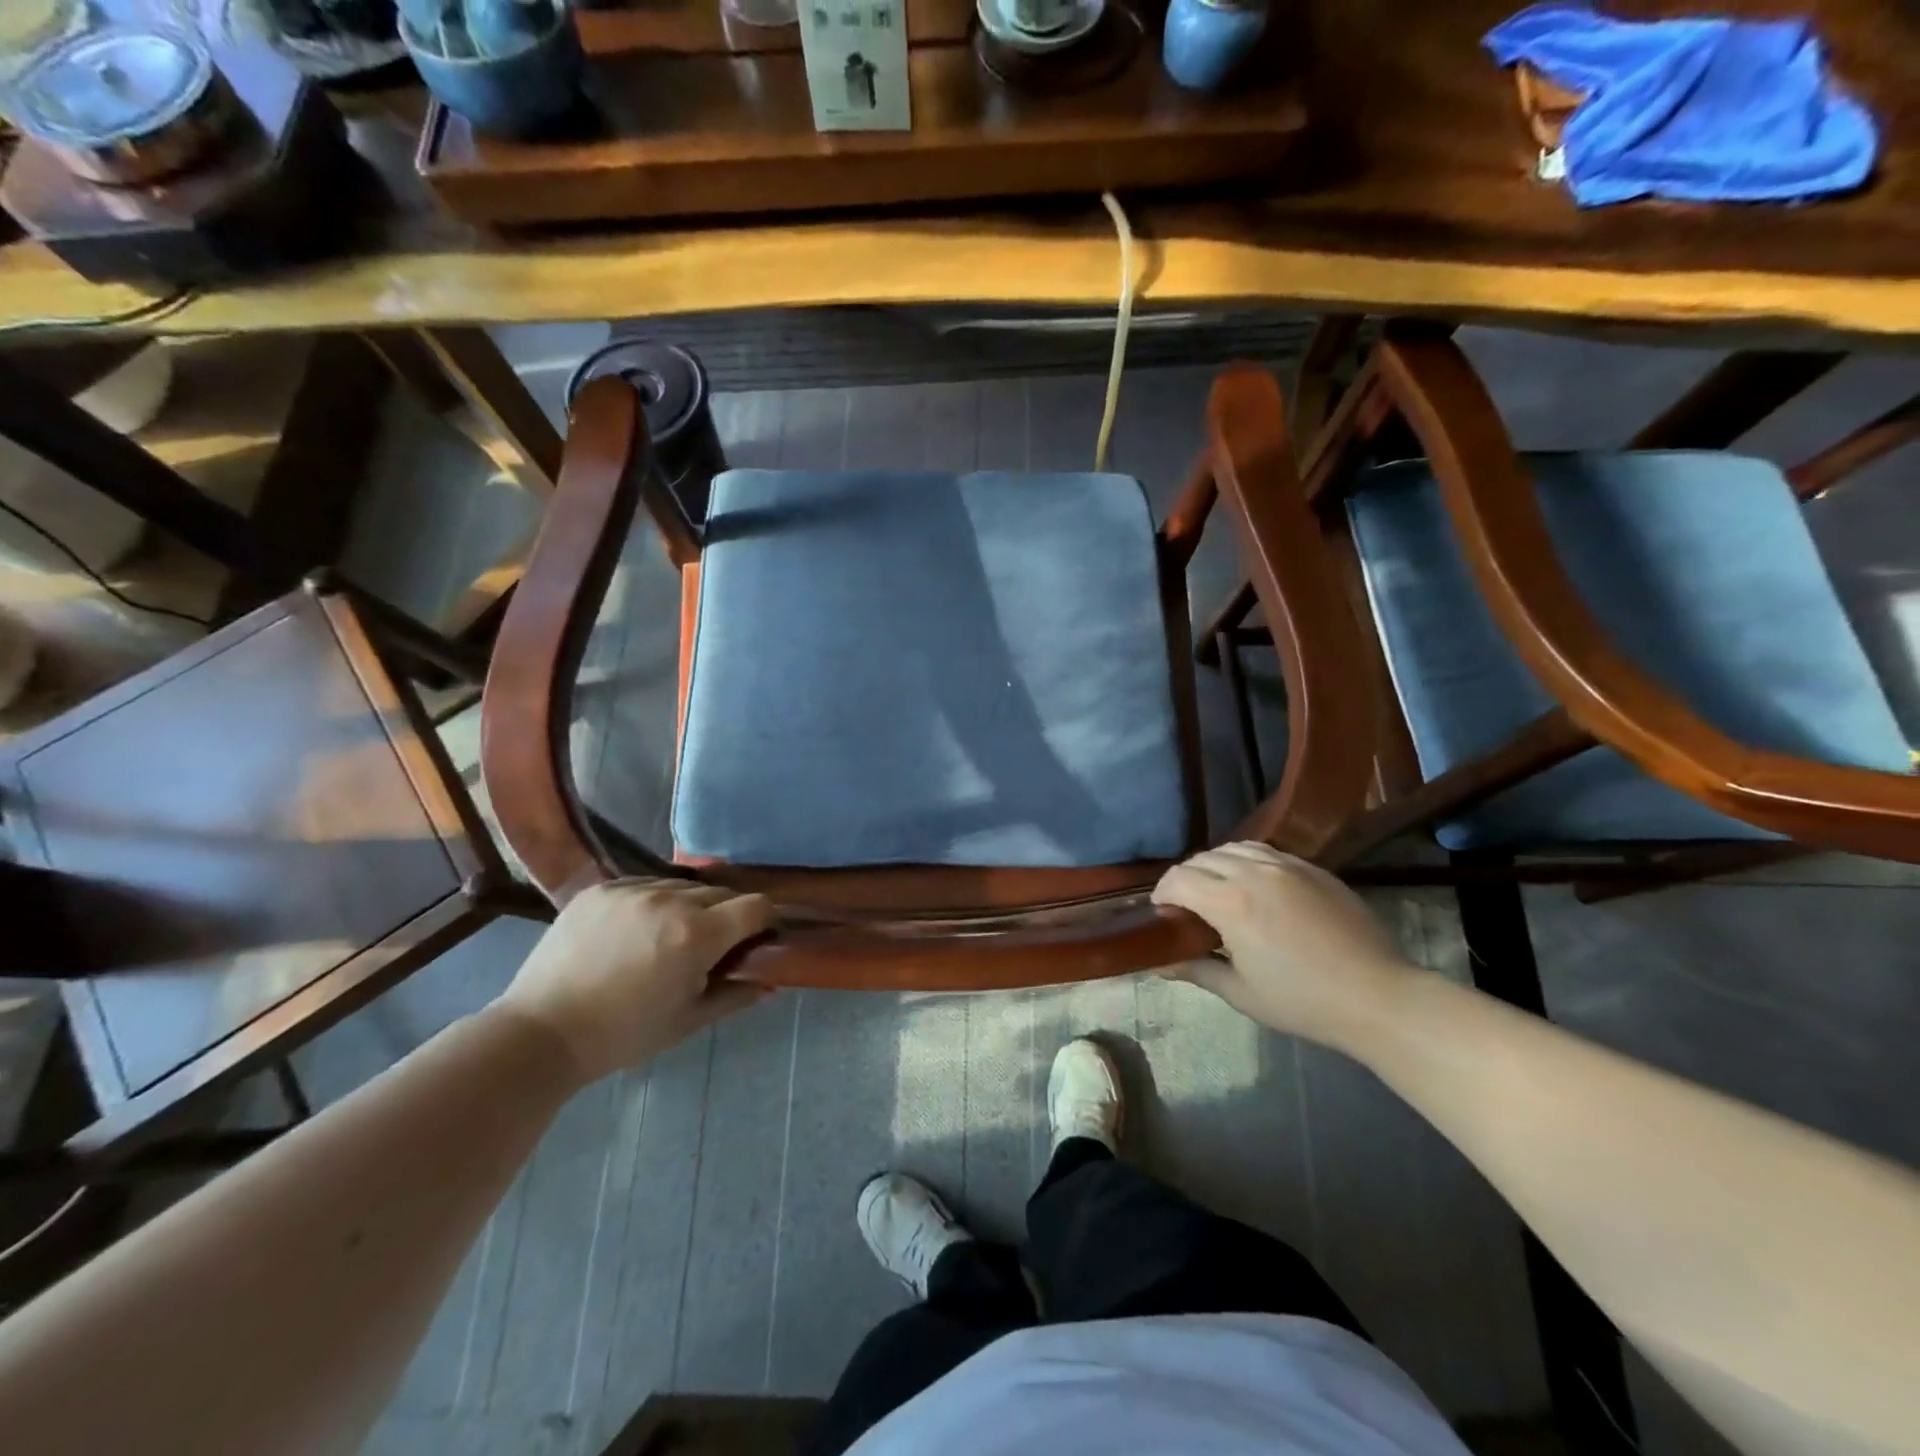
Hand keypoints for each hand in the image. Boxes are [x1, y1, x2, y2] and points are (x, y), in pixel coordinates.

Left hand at [496, 880, 773, 1083]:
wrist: (541, 1032)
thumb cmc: (623, 1035)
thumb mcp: (687, 1021)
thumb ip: (735, 994)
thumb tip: (771, 981)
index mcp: (697, 934)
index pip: (756, 906)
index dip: (763, 921)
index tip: (753, 940)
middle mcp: (671, 900)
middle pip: (721, 893)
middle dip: (725, 916)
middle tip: (708, 946)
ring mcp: (633, 889)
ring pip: (683, 886)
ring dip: (687, 906)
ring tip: (667, 936)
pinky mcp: (601, 888)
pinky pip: (645, 884)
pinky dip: (651, 901)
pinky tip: (635, 928)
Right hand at [1153, 842, 1418, 1046]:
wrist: (1377, 996)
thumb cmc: (1302, 1001)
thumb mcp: (1241, 992)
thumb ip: (1196, 969)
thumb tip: (1161, 963)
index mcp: (1230, 902)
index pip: (1179, 879)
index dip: (1162, 893)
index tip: (1161, 913)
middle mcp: (1254, 872)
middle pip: (1202, 859)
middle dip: (1185, 878)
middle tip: (1186, 907)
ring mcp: (1287, 865)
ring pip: (1234, 848)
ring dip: (1215, 864)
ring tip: (1217, 889)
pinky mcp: (1313, 869)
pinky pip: (1267, 852)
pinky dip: (1247, 861)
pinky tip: (1254, 885)